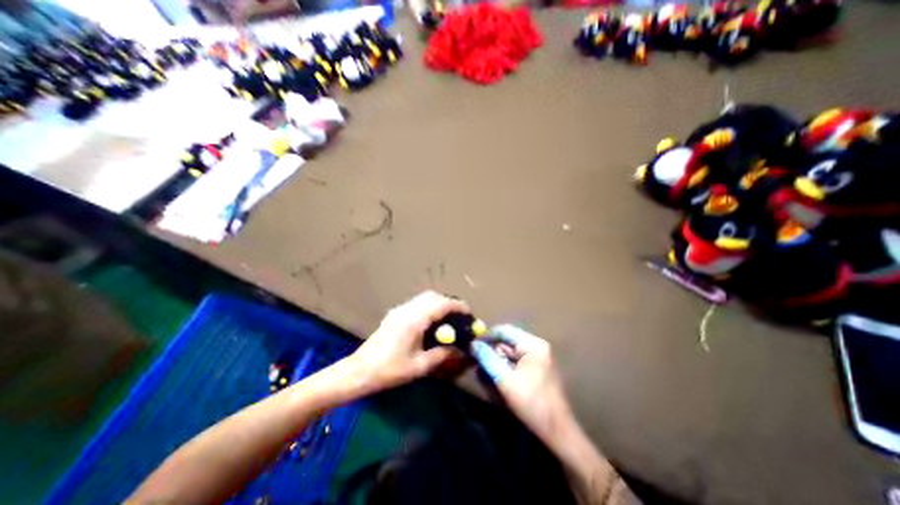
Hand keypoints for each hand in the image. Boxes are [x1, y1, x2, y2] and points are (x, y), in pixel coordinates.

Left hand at [349, 293, 467, 394]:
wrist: (359, 371)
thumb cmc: (390, 370)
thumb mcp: (419, 366)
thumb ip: (442, 354)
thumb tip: (460, 349)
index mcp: (414, 320)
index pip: (441, 304)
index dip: (458, 306)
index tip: (470, 314)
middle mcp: (407, 309)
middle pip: (433, 296)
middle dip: (449, 303)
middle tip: (459, 317)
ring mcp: (399, 310)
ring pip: (424, 298)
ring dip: (439, 303)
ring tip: (448, 319)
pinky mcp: (395, 314)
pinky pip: (417, 303)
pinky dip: (429, 307)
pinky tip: (431, 322)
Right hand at [471, 326, 576, 443]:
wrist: (558, 431)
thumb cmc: (532, 404)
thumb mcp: (505, 380)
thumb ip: (488, 359)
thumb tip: (473, 344)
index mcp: (533, 344)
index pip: (504, 330)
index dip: (487, 336)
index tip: (472, 346)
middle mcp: (537, 345)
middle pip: (507, 341)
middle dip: (492, 352)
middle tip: (478, 364)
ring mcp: (538, 356)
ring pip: (510, 351)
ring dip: (497, 360)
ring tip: (486, 374)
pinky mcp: (537, 367)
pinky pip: (516, 360)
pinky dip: (505, 367)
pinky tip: (498, 378)